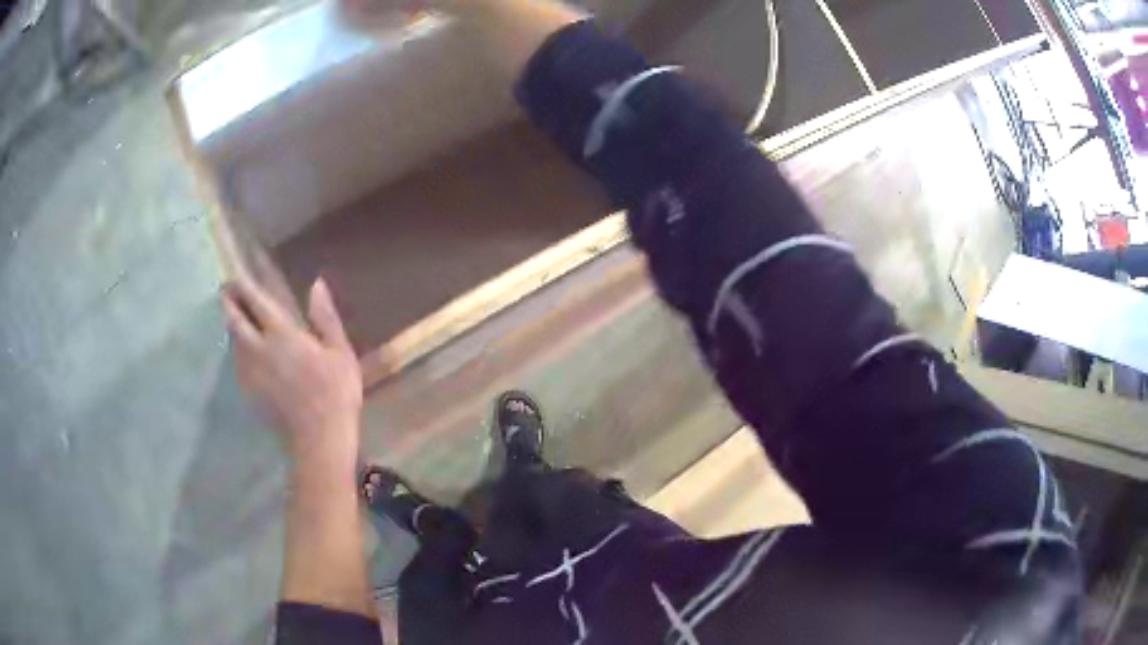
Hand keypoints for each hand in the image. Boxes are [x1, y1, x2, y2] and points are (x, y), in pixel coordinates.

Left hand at [222, 276, 363, 479]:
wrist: (318, 440)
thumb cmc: (335, 393)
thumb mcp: (340, 352)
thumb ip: (326, 317)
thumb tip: (317, 284)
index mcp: (282, 334)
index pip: (255, 301)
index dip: (243, 286)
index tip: (235, 275)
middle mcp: (259, 348)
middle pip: (234, 320)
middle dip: (228, 302)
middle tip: (225, 291)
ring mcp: (250, 372)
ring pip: (232, 341)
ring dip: (231, 325)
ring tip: (233, 317)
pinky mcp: (249, 391)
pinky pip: (236, 362)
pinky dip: (236, 349)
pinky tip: (242, 351)